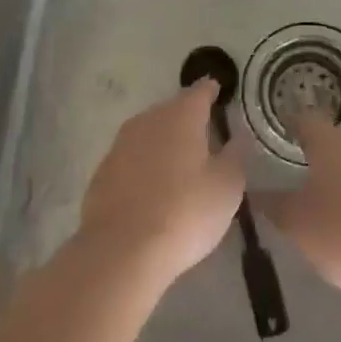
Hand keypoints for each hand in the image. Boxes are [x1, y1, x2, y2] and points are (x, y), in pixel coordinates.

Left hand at [79, 81, 245, 289]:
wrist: (121, 251)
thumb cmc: (184, 212)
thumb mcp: (227, 187)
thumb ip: (235, 157)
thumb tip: (237, 138)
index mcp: (182, 114)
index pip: (201, 91)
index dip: (212, 91)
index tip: (220, 94)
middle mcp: (149, 118)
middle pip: (173, 110)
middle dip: (189, 119)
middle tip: (205, 137)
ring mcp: (121, 143)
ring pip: (150, 133)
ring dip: (164, 143)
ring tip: (180, 164)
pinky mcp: (103, 171)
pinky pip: (132, 159)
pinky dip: (144, 166)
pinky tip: (152, 189)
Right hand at [254, 118, 340, 295]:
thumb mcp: (296, 223)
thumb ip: (273, 205)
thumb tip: (254, 192)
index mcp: (329, 141)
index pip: (304, 120)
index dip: (292, 126)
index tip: (282, 135)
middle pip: (335, 140)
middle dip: (322, 155)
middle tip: (306, 177)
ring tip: (336, 202)